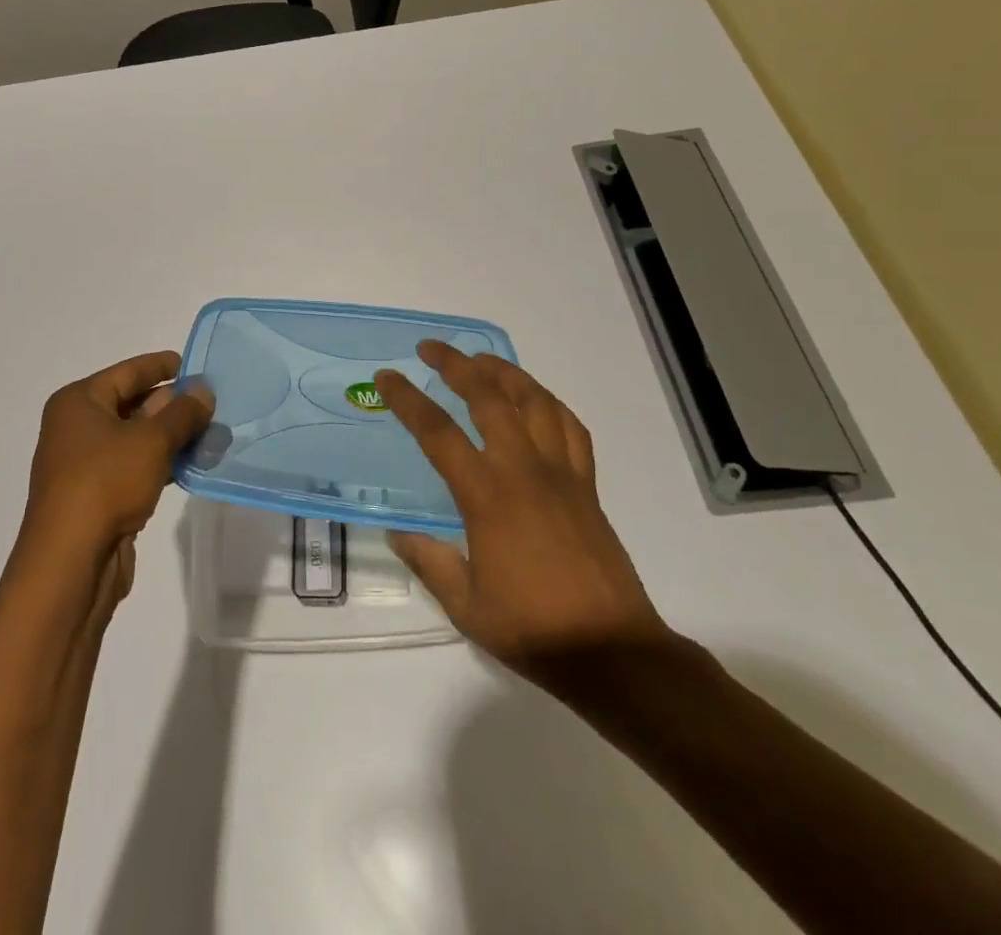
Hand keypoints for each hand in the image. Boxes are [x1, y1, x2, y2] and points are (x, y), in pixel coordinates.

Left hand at [19, 351, 213, 598]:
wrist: (70, 562)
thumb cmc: (106, 483)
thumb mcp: (151, 440)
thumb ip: (182, 413)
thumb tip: (203, 391)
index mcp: (79, 401)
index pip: (128, 372)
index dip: (162, 366)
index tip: (195, 364)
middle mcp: (77, 427)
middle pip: (132, 403)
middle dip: (173, 404)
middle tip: (214, 402)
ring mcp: (86, 463)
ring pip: (137, 438)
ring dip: (173, 436)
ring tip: (214, 433)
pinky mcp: (98, 495)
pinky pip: (136, 466)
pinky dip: (163, 463)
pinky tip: (194, 464)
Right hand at [376, 341, 668, 678]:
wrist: (612, 651)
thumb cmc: (533, 630)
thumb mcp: (465, 605)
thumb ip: (429, 563)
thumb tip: (398, 535)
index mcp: (487, 496)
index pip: (438, 433)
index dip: (408, 399)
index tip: (388, 377)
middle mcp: (523, 471)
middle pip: (489, 397)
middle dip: (456, 364)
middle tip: (431, 348)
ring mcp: (561, 473)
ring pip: (534, 401)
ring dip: (504, 372)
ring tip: (481, 361)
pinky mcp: (587, 485)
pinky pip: (570, 427)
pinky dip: (548, 403)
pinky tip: (535, 401)